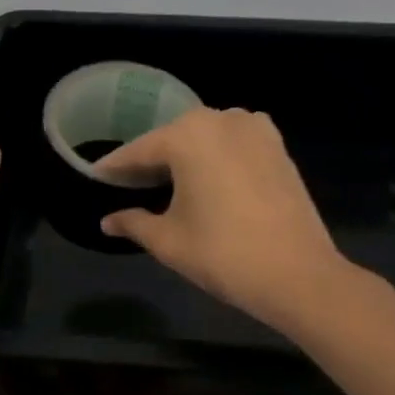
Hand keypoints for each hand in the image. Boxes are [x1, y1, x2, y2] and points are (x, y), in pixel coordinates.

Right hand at [96, 107, 350, 329]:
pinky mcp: (277, 145)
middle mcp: (220, 119)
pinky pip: (234, 142)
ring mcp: (254, 128)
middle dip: (150, 160)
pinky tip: (208, 177)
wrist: (299, 275)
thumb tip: (107, 221)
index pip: (139, 151)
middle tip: (128, 183)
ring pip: (205, 137)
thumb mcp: (168, 240)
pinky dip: (216, 155)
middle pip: (172, 138)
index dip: (115, 167)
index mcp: (187, 135)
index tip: (95, 176)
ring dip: (185, 155)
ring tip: (167, 181)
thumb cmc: (223, 254)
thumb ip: (133, 223)